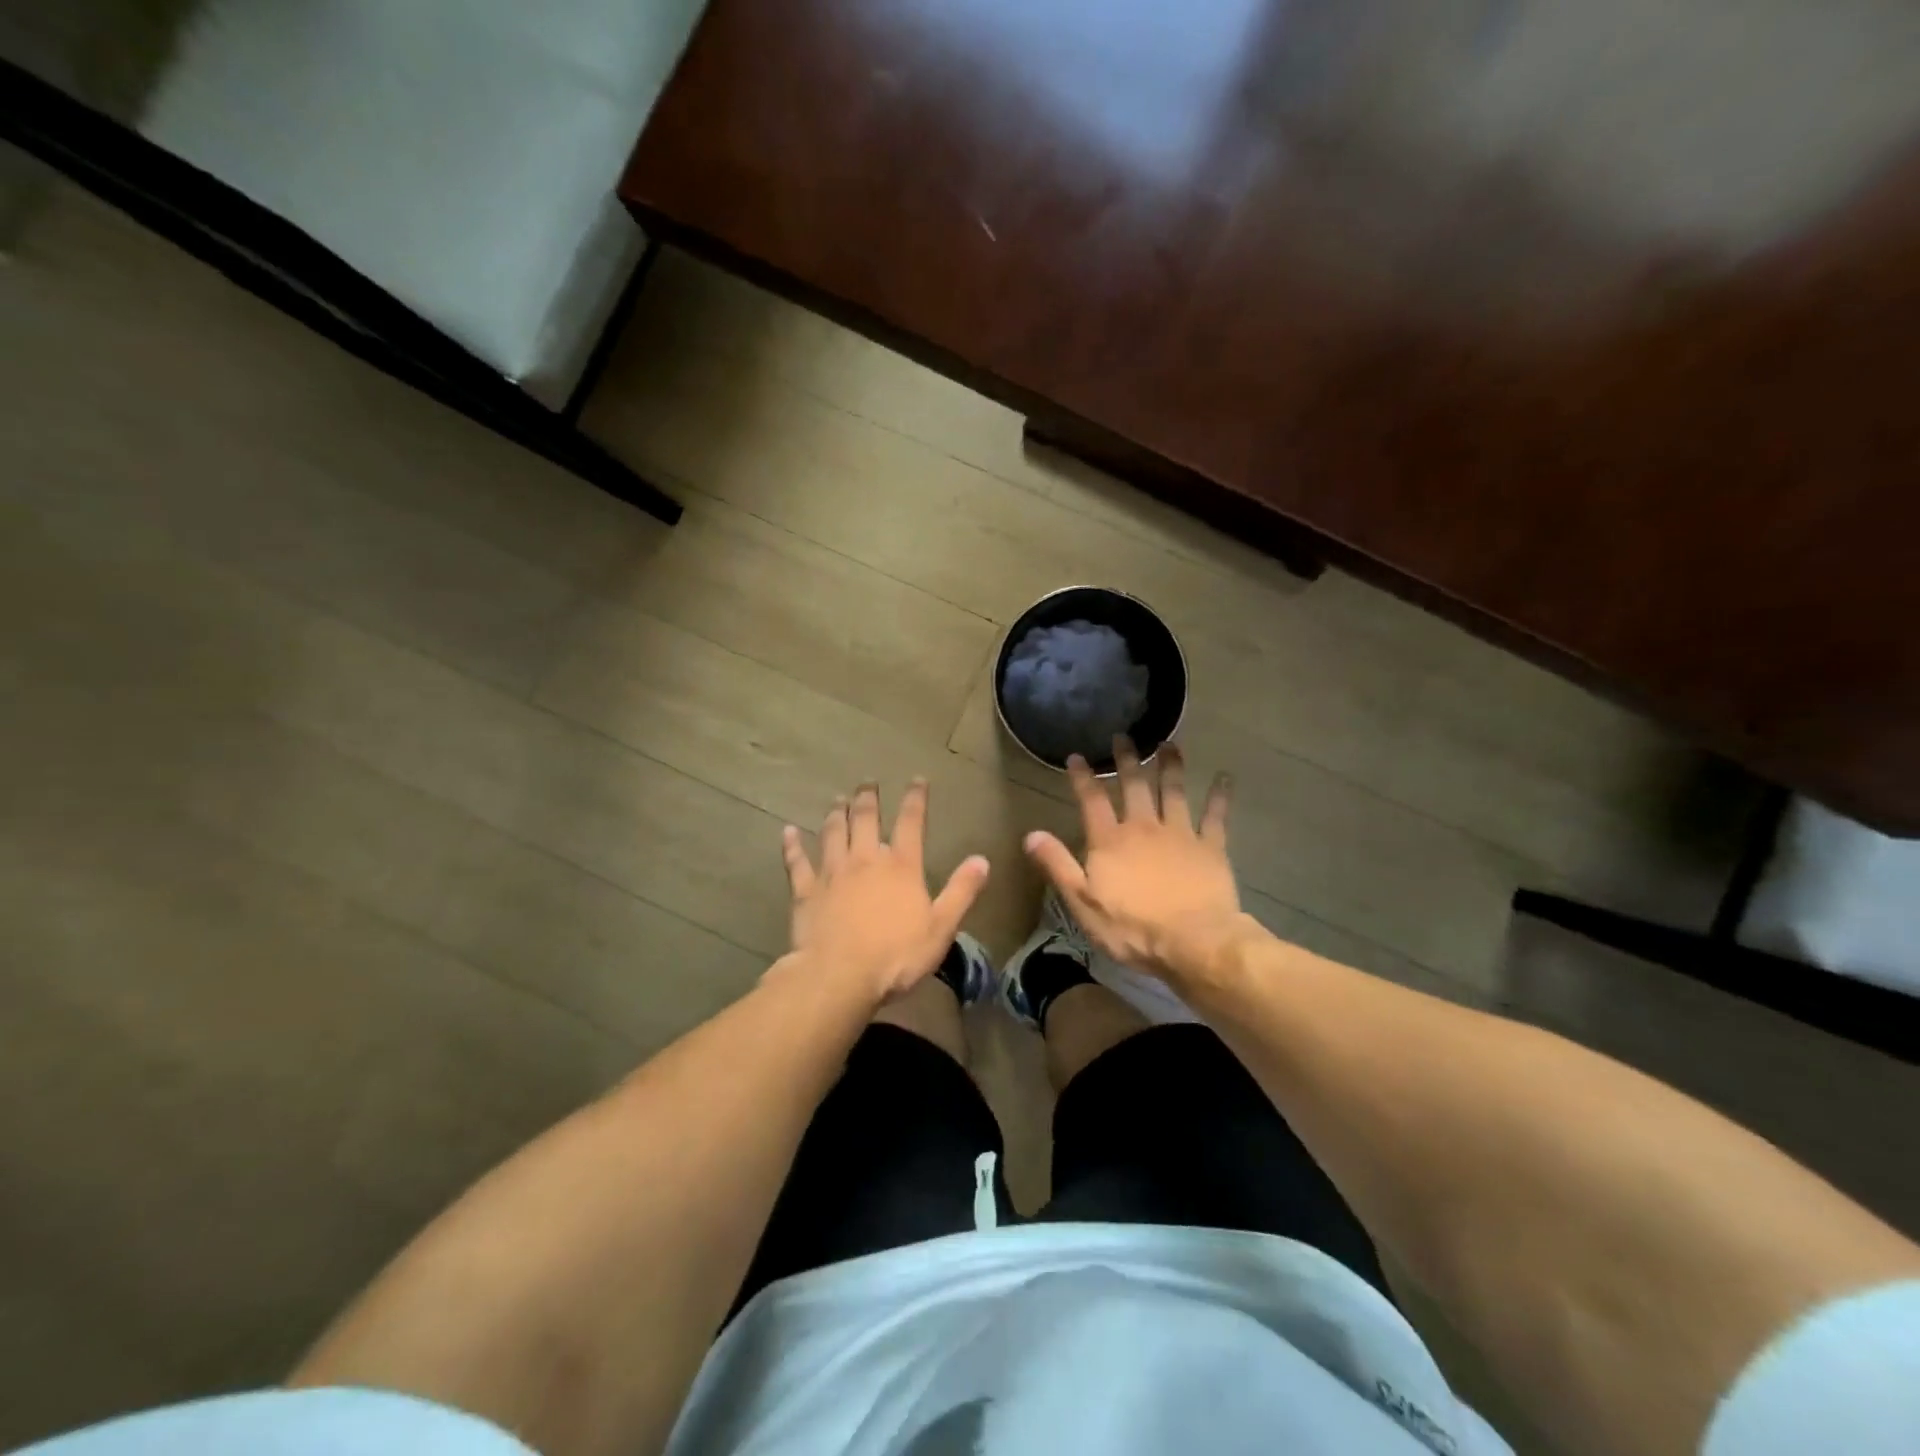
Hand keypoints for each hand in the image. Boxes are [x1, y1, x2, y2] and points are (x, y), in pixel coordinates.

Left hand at [780, 779, 990, 1004]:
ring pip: (832, 833)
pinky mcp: (806, 891)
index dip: (915, 798)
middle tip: (867, 783)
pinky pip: (797, 862)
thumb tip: (982, 859)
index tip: (916, 780)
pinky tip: (788, 832)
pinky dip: (792, 845)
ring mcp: (832, 873)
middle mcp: (865, 859)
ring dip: (835, 813)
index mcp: (901, 866)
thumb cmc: (896, 955)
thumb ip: (961, 891)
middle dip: (868, 798)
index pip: (911, 822)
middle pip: (865, 819)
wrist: (839, 976)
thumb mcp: (941, 927)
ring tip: (837, 799)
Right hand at [1023, 737, 1244, 981]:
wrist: (1193, 943)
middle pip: (1134, 786)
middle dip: (1127, 759)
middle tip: (1124, 737)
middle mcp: (1144, 827)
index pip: (1092, 800)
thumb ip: (1058, 865)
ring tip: (1169, 744)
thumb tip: (1031, 834)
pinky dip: (1220, 796)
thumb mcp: (1082, 903)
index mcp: (1110, 841)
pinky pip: (1215, 816)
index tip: (1078, 756)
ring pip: (1173, 792)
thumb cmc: (1132, 929)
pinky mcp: (1210, 848)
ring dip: (1170, 766)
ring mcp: (1180, 834)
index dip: (1083, 777)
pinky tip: (1225, 778)